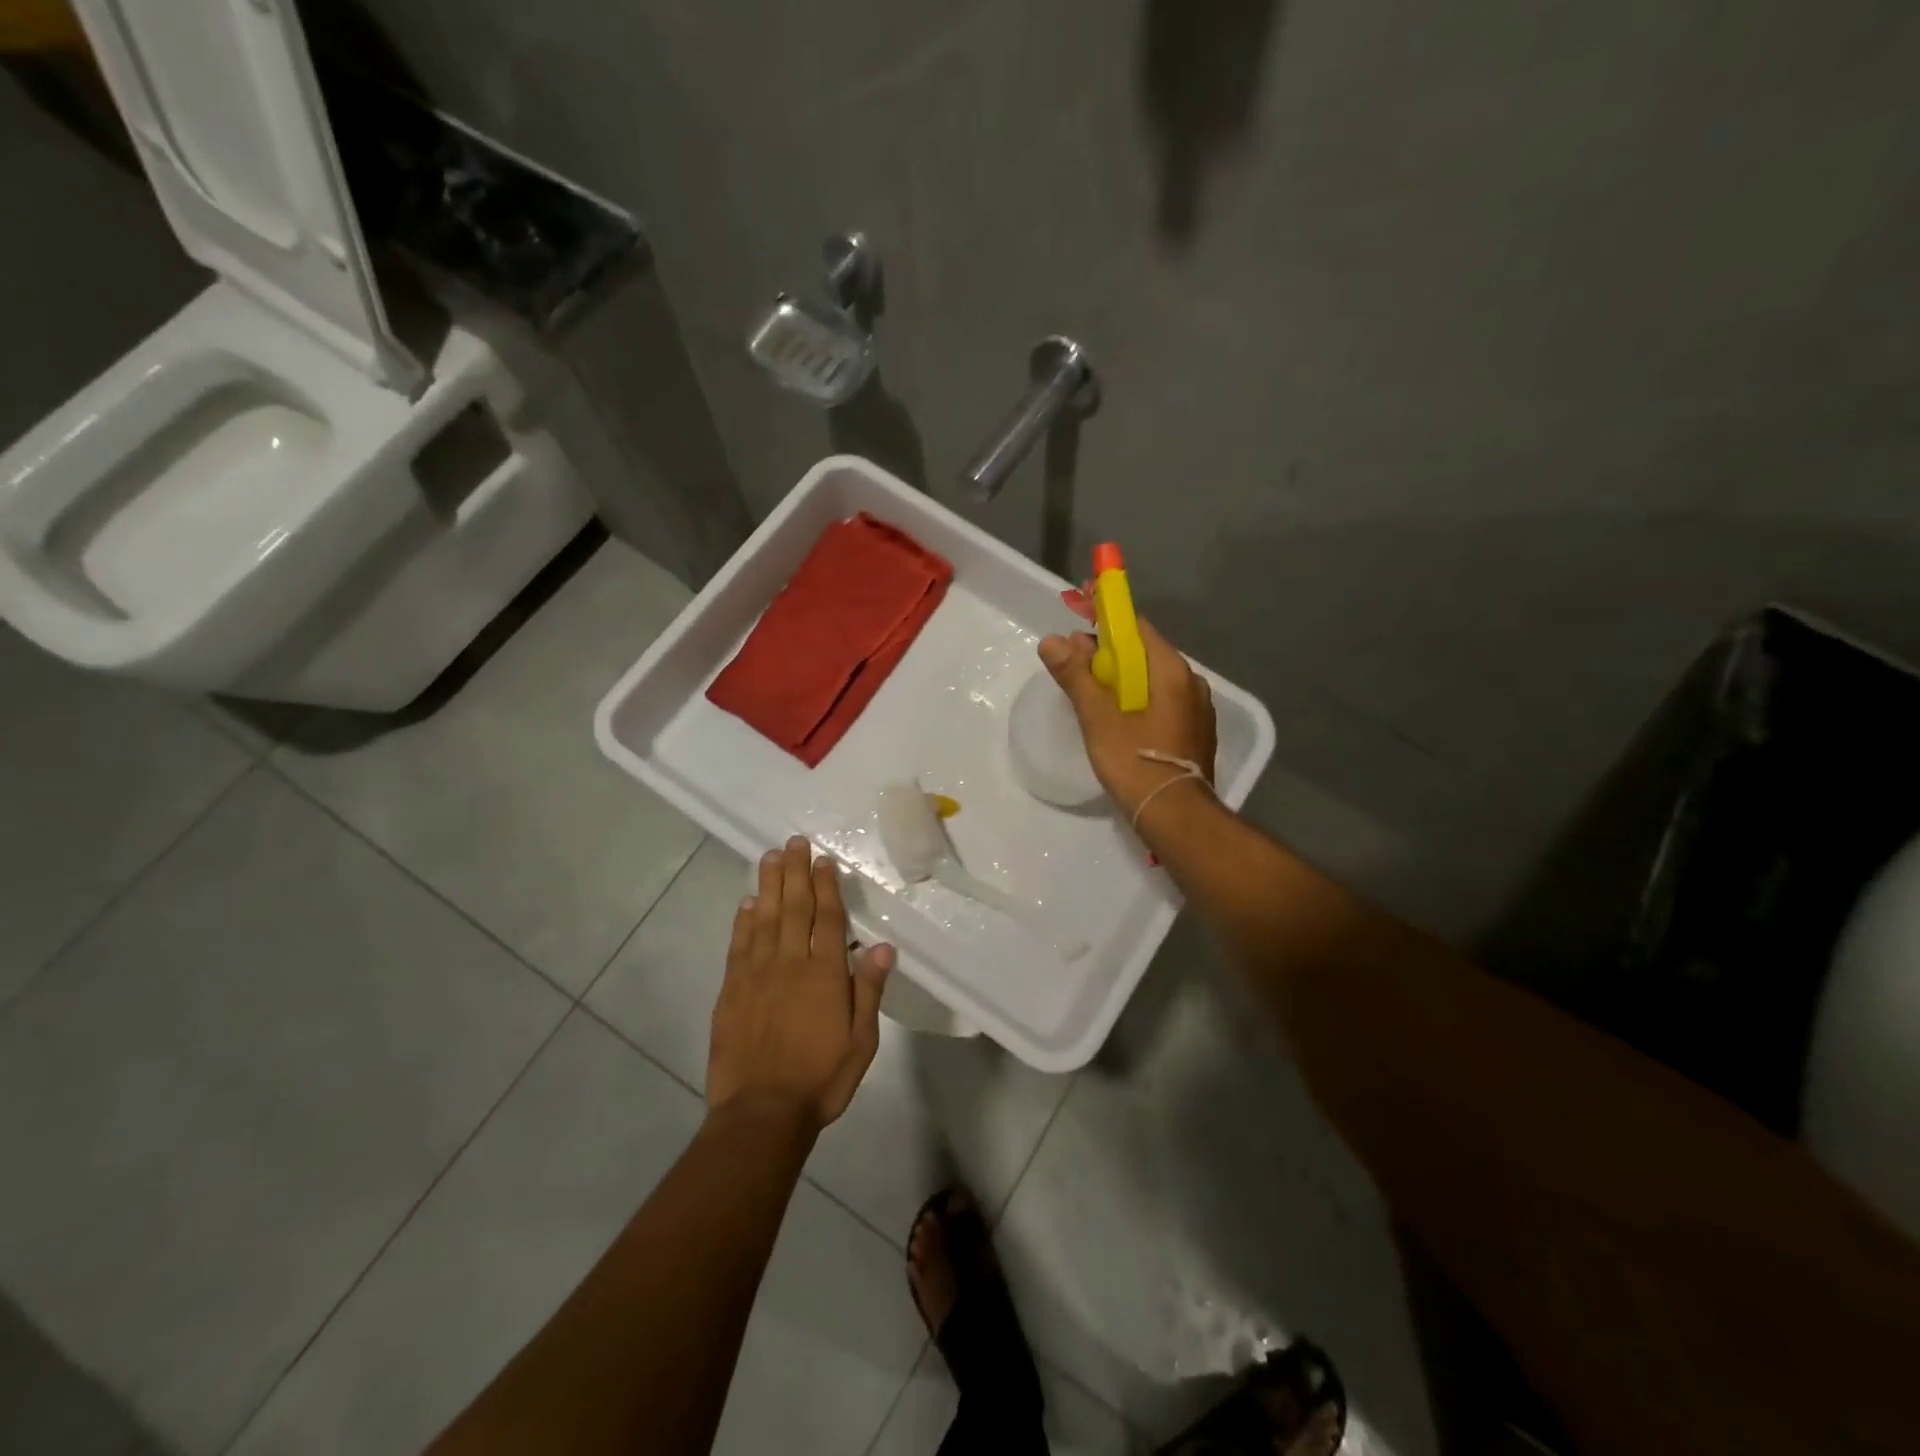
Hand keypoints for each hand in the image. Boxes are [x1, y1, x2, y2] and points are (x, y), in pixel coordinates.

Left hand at [707, 837, 894, 1132]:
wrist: (762, 1112)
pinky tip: (747, 902)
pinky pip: (738, 946)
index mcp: (824, 974)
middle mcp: (790, 963)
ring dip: (769, 885)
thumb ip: (868, 989)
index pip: (827, 919)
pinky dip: (743, 921)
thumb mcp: (861, 1040)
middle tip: (794, 842)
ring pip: (764, 918)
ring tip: (771, 856)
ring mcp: (756, 974)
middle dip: (796, 872)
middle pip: (794, 908)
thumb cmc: (821, 1078)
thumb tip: (881, 945)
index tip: (824, 860)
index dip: (826, 886)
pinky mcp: (732, 990)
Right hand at [1038, 620, 1216, 821]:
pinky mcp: (1197, 734)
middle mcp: (1192, 682)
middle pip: (1145, 654)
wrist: (1176, 816)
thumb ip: (1075, 675)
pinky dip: (1140, 703)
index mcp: (1171, 670)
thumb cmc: (1134, 760)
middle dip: (1110, 657)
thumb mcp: (1097, 717)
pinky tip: (1120, 723)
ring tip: (1093, 699)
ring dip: (1124, 682)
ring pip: (1154, 681)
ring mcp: (1198, 709)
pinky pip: (1164, 704)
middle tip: (1075, 672)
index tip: (1077, 636)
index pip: (1137, 628)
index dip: (1105, 626)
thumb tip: (1052, 640)